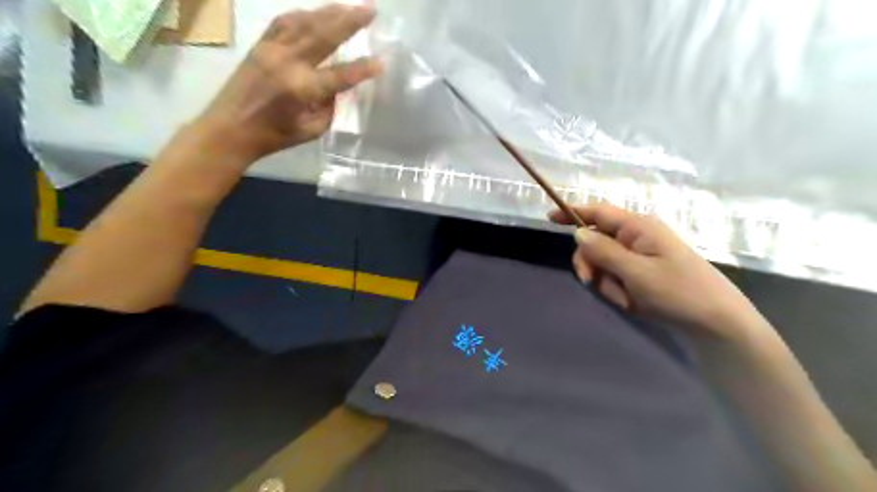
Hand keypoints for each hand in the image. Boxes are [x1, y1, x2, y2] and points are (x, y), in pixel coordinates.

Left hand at [192, 4, 384, 160]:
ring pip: (305, 22)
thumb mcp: (311, 129)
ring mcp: (271, 49)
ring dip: (329, 11)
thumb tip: (338, 87)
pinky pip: (284, 22)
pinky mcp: (260, 45)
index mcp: (302, 89)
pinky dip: (303, 14)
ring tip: (349, 5)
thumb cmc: (274, 136)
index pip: (341, 75)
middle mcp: (288, 63)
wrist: (229, 128)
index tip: (382, 62)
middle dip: (351, 20)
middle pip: (325, 35)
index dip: (364, 69)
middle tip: (372, 8)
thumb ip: (329, 106)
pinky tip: (315, 12)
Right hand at [550, 201, 765, 337]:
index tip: (549, 218)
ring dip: (605, 281)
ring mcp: (640, 255)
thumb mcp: (636, 272)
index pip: (598, 212)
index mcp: (638, 227)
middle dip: (590, 262)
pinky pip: (616, 275)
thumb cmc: (678, 292)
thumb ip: (603, 251)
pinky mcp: (643, 272)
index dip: (573, 212)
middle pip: (596, 240)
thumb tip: (578, 232)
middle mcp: (637, 236)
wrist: (716, 322)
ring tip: (624, 299)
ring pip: (603, 261)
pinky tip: (630, 301)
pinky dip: (617, 288)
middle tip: (590, 282)